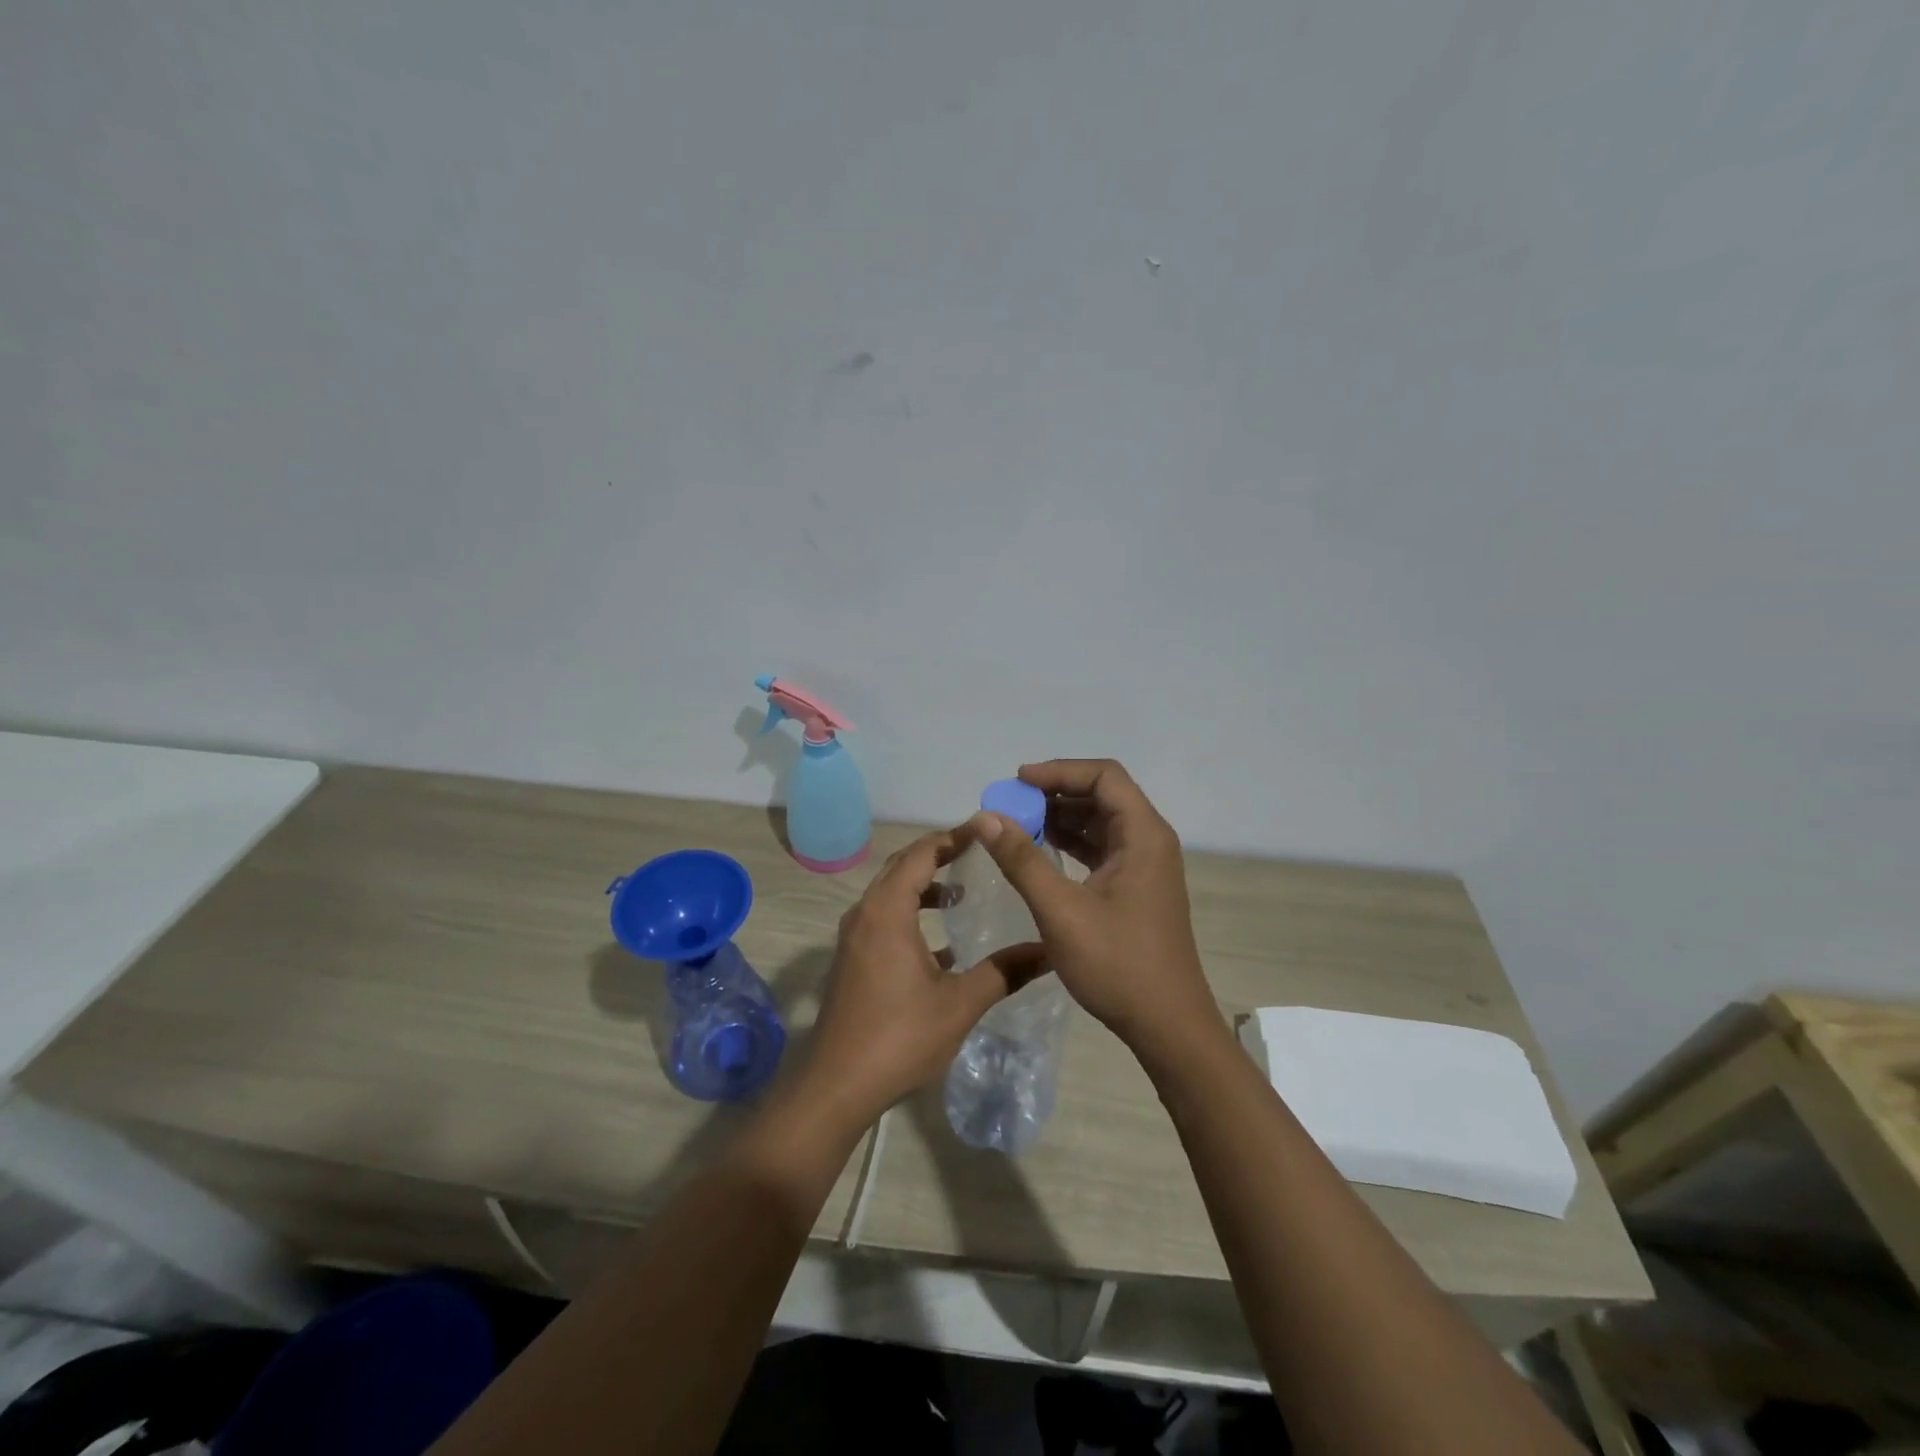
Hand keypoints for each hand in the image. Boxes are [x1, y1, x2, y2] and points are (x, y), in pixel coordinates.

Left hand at [797, 829, 1040, 1129]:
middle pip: (902, 866)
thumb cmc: (899, 1037)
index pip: (921, 853)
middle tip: (978, 852)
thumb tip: (1048, 951)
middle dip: (939, 855)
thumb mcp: (959, 1004)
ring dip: (923, 886)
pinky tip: (941, 946)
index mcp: (887, 911)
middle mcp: (865, 913)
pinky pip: (882, 919)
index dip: (953, 837)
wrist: (837, 1085)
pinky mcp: (851, 959)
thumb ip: (1004, 972)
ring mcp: (853, 937)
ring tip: (961, 893)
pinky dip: (909, 915)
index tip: (985, 830)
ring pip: (890, 893)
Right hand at [966, 759, 1219, 1056]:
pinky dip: (1072, 844)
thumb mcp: (1061, 910)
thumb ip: (1022, 859)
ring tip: (1018, 825)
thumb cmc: (1117, 964)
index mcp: (1143, 835)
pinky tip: (1041, 852)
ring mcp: (1145, 866)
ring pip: (1101, 823)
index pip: (1104, 777)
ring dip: (1062, 818)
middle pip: (1103, 795)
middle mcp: (1150, 841)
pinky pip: (1102, 849)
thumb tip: (986, 817)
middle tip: (1012, 805)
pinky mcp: (1136, 888)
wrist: (1167, 1025)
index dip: (1060, 771)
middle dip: (1056, 794)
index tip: (1017, 781)